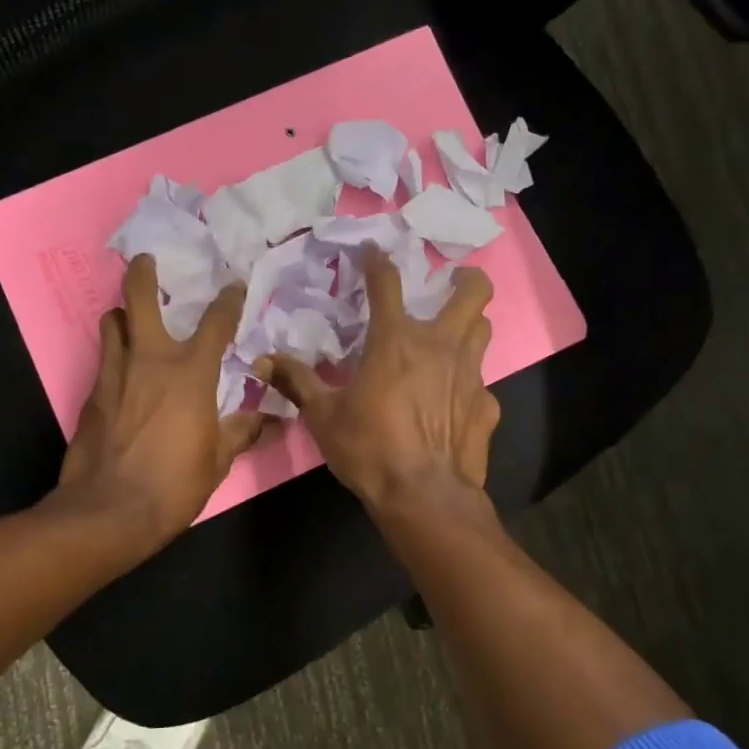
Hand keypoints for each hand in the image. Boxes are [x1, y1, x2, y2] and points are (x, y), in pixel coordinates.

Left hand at [58, 255, 265, 548]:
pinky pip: (104, 359)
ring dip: (123, 314)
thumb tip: (273, 421)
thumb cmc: (175, 483)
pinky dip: (114, 353)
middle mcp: (150, 360)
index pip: (216, 322)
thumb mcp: (219, 459)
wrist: (110, 510)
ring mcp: (114, 374)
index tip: (234, 285)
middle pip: (139, 299)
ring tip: (131, 318)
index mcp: (191, 372)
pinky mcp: (91, 394)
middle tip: (146, 261)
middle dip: (143, 274)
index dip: (229, 300)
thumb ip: (242, 431)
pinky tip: (122, 369)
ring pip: (112, 323)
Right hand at [259, 246, 497, 512]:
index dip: (378, 261)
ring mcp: (471, 374)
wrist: (424, 496)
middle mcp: (441, 346)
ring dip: (470, 325)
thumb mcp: (323, 416)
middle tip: (448, 284)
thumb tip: (262, 361)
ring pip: (484, 330)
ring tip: (451, 337)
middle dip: (465, 279)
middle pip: (473, 292)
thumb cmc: (369, 449)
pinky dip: (467, 384)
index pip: (387, 282)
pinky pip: (481, 383)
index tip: (372, 252)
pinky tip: (453, 403)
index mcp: (396, 340)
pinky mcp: (487, 405)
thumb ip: (296, 382)